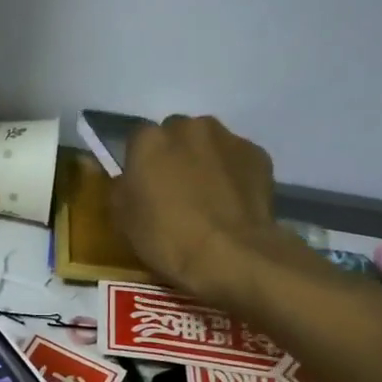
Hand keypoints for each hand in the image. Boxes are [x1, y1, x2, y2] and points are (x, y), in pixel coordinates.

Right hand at [112, 116, 299, 301]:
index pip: (138, 139)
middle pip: (176, 135)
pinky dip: (233, 174)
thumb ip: (122, 189)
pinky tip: (232, 202)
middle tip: (175, 191)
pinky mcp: (258, 154)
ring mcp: (227, 138)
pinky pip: (237, 159)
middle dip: (174, 155)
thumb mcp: (122, 220)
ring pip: (209, 144)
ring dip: (205, 161)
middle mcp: (189, 127)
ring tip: (208, 197)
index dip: (140, 162)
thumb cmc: (166, 238)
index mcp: (149, 140)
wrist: (229, 255)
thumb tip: (129, 181)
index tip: (143, 186)